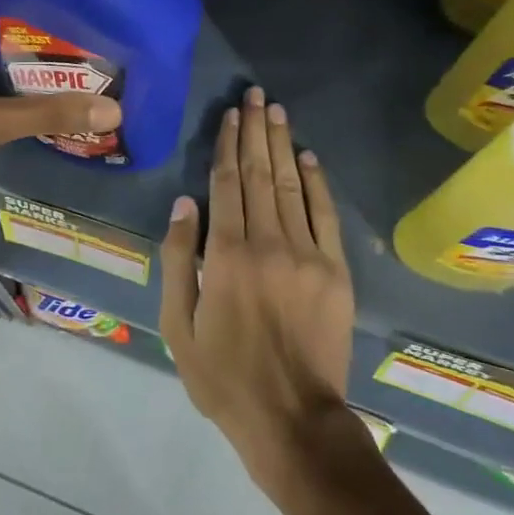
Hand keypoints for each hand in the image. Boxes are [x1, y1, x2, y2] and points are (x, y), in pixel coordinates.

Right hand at [159, 87, 359, 500]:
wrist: (293, 419)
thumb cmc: (224, 376)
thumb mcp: (178, 325)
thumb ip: (179, 259)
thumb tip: (184, 203)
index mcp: (226, 255)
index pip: (227, 185)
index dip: (227, 146)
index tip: (230, 114)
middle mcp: (267, 243)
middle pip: (260, 174)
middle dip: (256, 131)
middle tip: (256, 95)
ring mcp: (307, 255)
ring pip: (292, 186)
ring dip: (283, 145)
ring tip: (276, 111)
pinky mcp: (335, 271)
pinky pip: (325, 215)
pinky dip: (317, 182)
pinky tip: (308, 157)